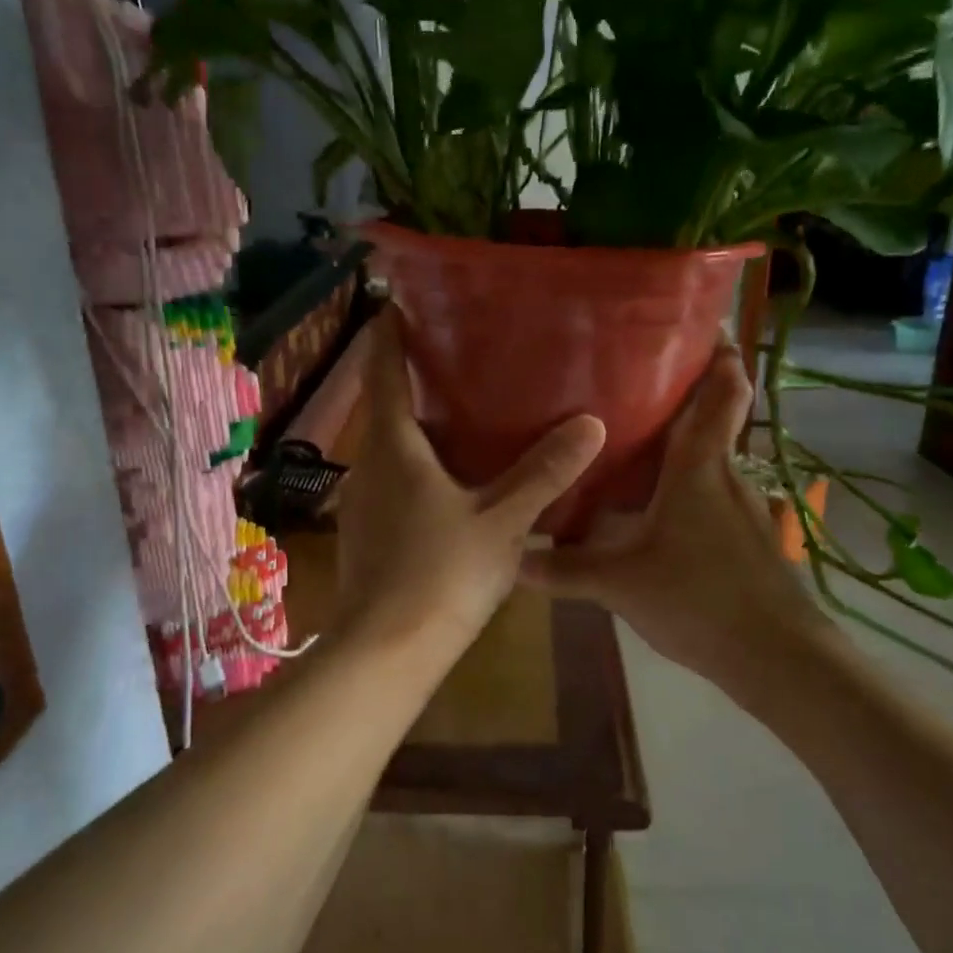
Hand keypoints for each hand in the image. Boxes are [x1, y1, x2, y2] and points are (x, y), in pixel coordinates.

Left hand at [332, 314, 605, 667]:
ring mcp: (362, 500)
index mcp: (393, 445)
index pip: (383, 370)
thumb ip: (544, 473)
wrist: (385, 651)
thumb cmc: (441, 574)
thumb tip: (590, 424)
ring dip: (417, 425)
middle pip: (385, 406)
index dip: (389, 333)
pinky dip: (417, 464)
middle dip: (414, 379)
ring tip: (464, 412)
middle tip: (459, 356)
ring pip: (389, 446)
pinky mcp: (366, 532)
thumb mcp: (503, 521)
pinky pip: (392, 479)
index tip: (400, 302)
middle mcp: (368, 463)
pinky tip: (452, 479)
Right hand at [519, 343, 839, 689]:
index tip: (703, 327)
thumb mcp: (620, 583)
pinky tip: (657, 512)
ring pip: (712, 462)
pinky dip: (688, 490)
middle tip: (635, 381)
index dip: (720, 356)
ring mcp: (744, 510)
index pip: (723, 393)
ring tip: (636, 443)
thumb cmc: (699, 597)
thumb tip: (514, 556)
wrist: (777, 658)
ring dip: (684, 447)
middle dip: (686, 396)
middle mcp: (727, 476)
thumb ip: (565, 568)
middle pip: (715, 420)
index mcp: (700, 467)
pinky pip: (713, 498)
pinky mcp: (749, 541)